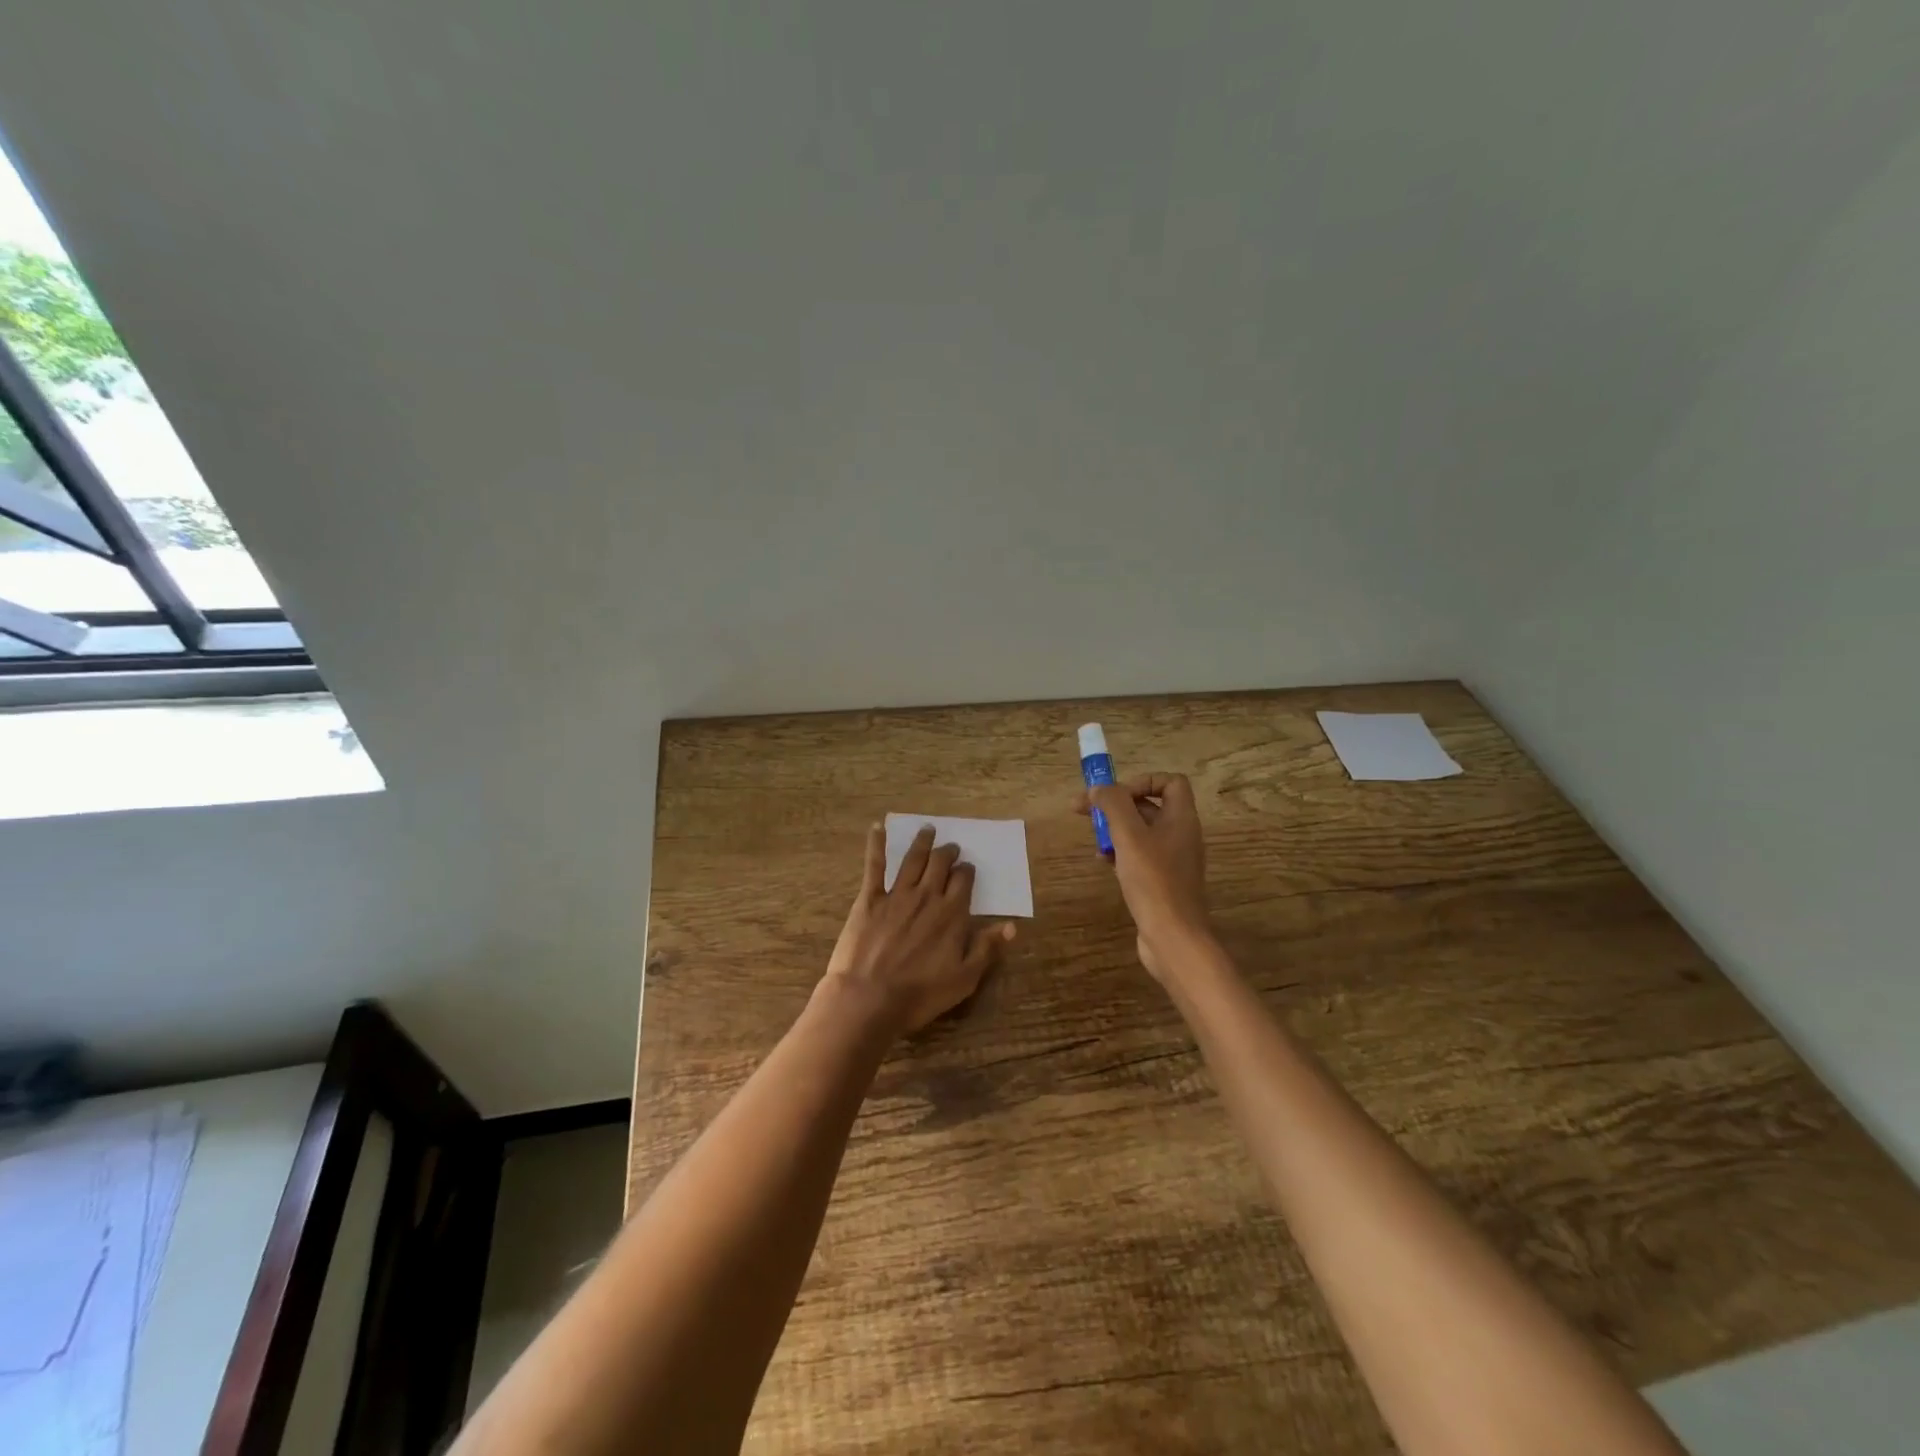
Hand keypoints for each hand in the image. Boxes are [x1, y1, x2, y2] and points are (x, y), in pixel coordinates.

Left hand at [824, 823, 1016, 1033]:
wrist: (869, 998)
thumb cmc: (920, 994)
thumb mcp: (964, 978)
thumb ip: (987, 948)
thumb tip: (1011, 925)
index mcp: (952, 913)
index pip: (964, 880)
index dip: (967, 871)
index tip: (967, 868)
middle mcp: (927, 896)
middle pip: (940, 864)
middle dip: (948, 852)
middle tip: (950, 847)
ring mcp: (897, 894)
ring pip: (913, 859)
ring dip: (922, 842)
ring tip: (928, 830)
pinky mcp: (870, 898)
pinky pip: (875, 866)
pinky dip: (877, 844)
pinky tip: (878, 828)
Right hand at [1077, 773, 1213, 983]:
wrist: (1173, 937)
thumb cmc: (1154, 881)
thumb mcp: (1129, 836)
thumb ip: (1113, 805)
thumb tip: (1099, 788)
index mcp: (1181, 818)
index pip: (1169, 782)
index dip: (1141, 781)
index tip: (1114, 795)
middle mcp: (1180, 834)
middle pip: (1148, 805)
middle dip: (1116, 805)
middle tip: (1083, 809)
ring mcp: (1172, 859)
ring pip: (1140, 831)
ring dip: (1114, 829)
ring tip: (1093, 840)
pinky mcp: (1161, 881)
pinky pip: (1139, 855)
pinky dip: (1120, 852)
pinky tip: (1103, 862)